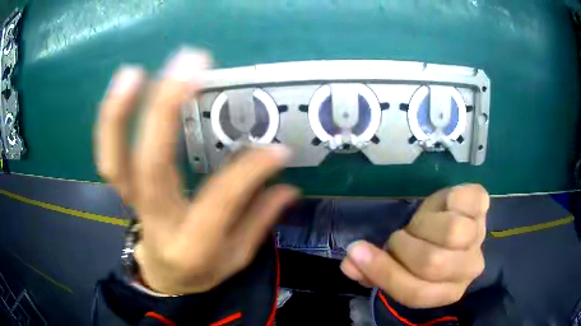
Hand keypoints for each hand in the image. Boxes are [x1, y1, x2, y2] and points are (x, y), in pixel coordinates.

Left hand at [95, 48, 298, 294]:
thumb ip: (259, 221)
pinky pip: (110, 156)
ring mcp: (132, 203)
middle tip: (191, 64)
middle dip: (167, 111)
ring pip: (116, 160)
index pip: (219, 202)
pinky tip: (125, 86)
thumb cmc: (201, 269)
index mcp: (192, 247)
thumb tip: (287, 186)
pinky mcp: (123, 189)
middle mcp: (156, 222)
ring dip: (121, 113)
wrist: (164, 276)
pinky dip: (111, 121)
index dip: (248, 172)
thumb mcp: (236, 259)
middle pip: (152, 167)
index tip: (276, 148)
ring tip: (135, 72)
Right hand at [341, 184, 487, 308]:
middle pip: (434, 263)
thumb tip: (349, 262)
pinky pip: (465, 199)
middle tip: (400, 237)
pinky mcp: (483, 205)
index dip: (385, 273)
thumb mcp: (399, 266)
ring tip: (421, 223)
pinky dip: (449, 198)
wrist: (456, 225)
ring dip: (424, 224)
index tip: (358, 251)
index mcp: (448, 291)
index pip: (416, 293)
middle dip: (404, 247)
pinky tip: (446, 204)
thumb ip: (374, 271)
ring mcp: (480, 236)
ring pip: (452, 231)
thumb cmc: (425, 251)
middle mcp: (470, 269)